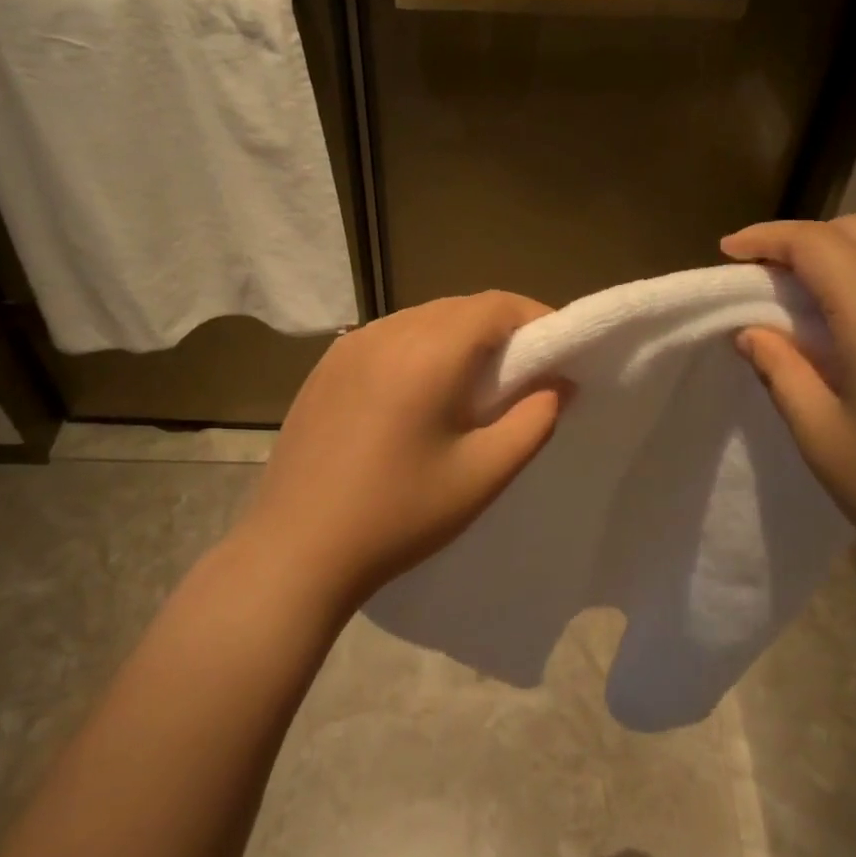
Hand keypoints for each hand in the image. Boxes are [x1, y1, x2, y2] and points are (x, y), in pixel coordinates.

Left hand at [231, 292, 565, 611]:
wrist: (296, 551)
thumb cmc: (399, 515)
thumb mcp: (483, 475)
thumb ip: (534, 421)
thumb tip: (559, 383)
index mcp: (427, 352)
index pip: (495, 306)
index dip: (535, 318)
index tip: (558, 352)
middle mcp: (385, 333)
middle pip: (458, 308)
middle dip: (500, 330)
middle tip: (523, 374)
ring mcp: (347, 347)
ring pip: (421, 320)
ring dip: (458, 339)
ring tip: (474, 387)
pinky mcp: (325, 368)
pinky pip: (388, 339)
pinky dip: (419, 350)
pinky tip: (419, 395)